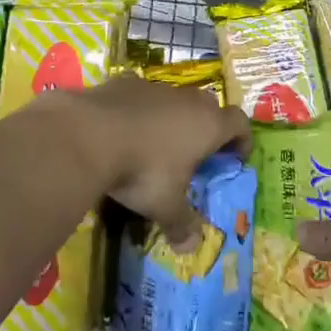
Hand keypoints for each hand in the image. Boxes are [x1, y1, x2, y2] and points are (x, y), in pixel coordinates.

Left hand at [65, 78, 248, 247]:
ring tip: (156, 144)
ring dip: (171, 117)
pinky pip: (139, 96)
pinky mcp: (122, 83)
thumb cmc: (142, 171)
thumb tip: (191, 248)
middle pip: (208, 106)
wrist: (89, 134)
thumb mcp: (165, 206)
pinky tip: (121, 130)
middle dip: (206, 127)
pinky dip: (137, 110)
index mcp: (207, 125)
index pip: (239, 122)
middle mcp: (186, 100)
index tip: (234, 159)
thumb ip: (181, 225)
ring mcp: (153, 87)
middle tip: (196, 154)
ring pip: (172, 99)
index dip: (241, 140)